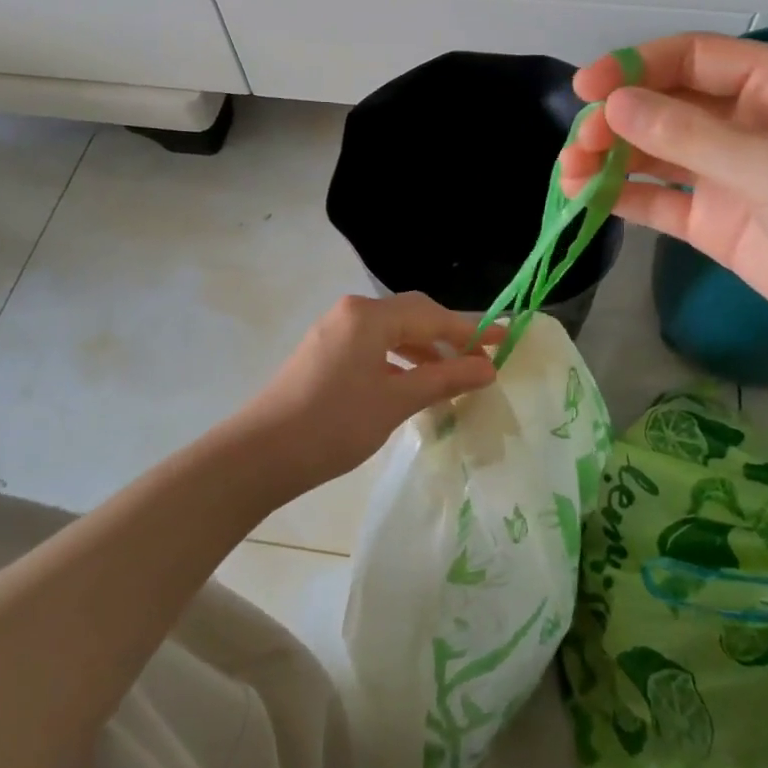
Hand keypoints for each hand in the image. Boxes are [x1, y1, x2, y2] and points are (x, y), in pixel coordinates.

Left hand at [232, 292, 497, 495]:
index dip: (472, 330)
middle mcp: (351, 313)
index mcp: (369, 316)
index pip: (433, 315)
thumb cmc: (334, 424)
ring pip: (392, 332)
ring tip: (453, 374)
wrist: (260, 454)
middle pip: (413, 316)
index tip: (506, 340)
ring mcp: (334, 331)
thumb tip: (488, 367)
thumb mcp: (396, 401)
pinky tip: (413, 383)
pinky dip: (400, 360)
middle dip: (449, 336)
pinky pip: (374, 346)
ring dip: (425, 349)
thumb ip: (445, 378)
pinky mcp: (324, 353)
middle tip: (481, 360)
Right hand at [560, 34, 767, 361]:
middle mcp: (747, 121)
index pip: (691, 59)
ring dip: (612, 160)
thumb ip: (689, 136)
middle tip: (578, 147)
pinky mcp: (717, 222)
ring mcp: (730, 174)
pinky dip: (626, 198)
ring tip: (569, 175)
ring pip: (656, 155)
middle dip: (617, 121)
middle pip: (665, 106)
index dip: (634, 68)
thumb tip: (612, 107)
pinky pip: (662, 201)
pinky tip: (588, 200)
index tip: (585, 89)